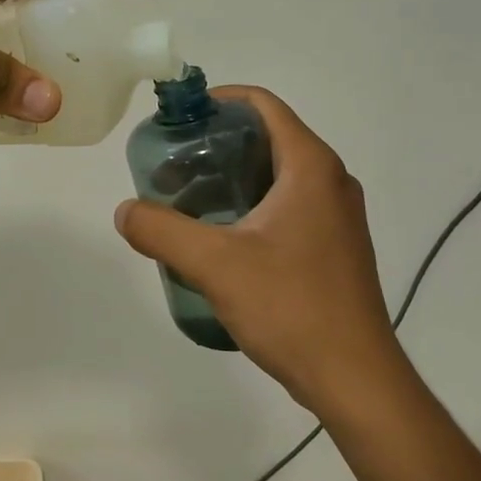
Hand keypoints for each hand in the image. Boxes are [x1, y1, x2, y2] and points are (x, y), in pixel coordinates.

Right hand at [114, 86, 398, 411]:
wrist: (354, 380)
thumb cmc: (291, 307)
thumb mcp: (215, 264)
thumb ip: (161, 230)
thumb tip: (125, 211)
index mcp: (310, 167)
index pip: (263, 105)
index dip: (219, 100)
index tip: (179, 119)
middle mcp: (330, 181)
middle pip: (267, 138)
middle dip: (216, 144)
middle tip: (171, 166)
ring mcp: (336, 216)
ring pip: (275, 175)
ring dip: (230, 178)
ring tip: (185, 200)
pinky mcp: (333, 246)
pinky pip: (286, 205)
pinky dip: (249, 205)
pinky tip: (217, 237)